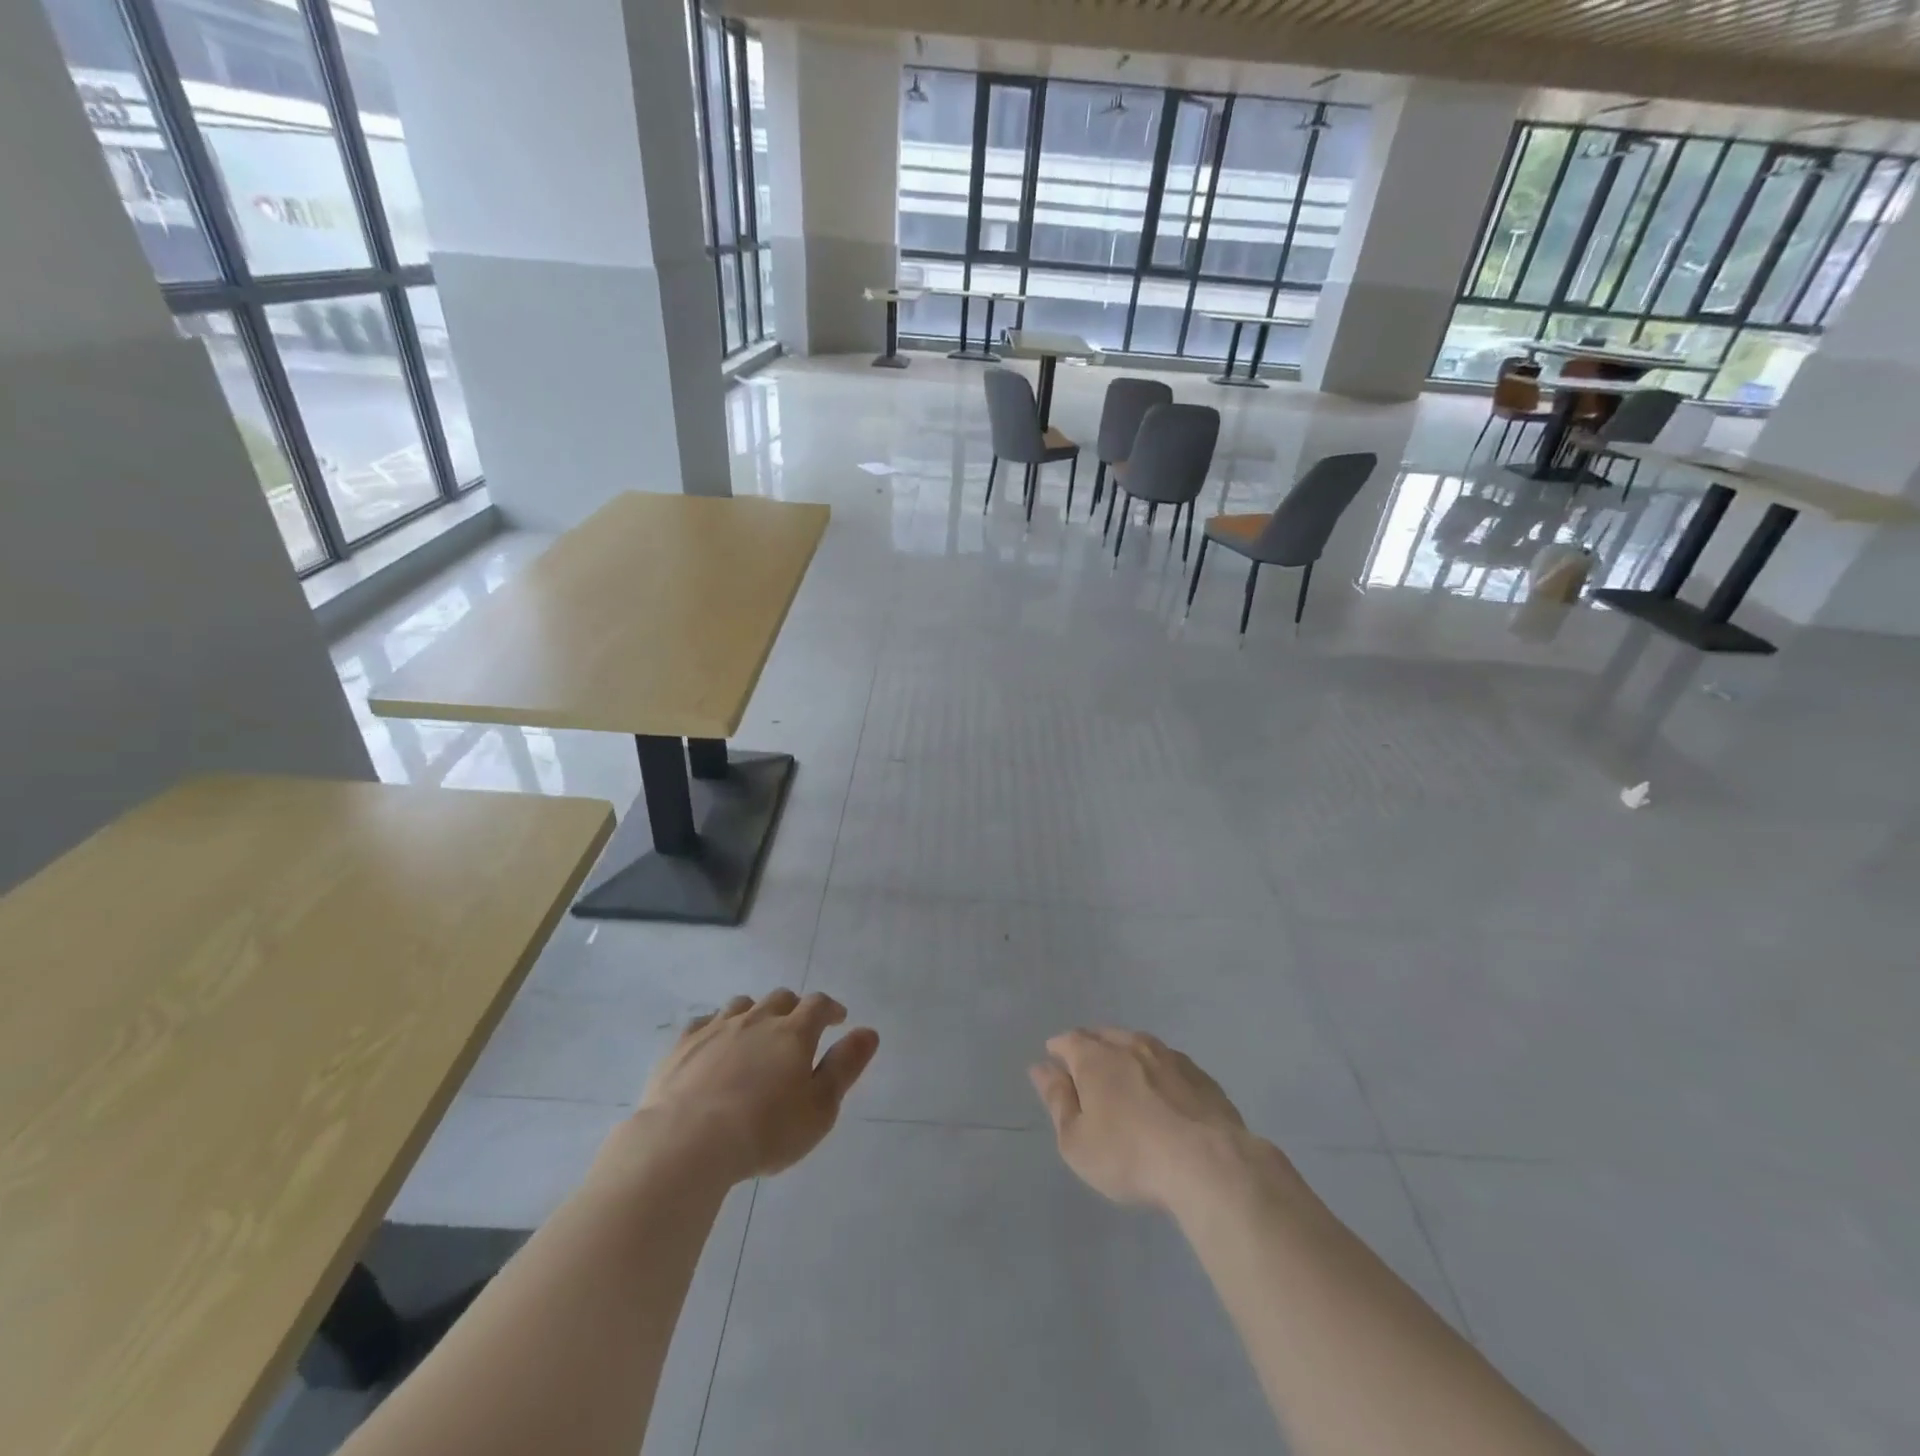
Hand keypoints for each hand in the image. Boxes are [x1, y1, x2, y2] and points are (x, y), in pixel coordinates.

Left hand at [637, 990, 878, 1182]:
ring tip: (757, 1034)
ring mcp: (717, 1028)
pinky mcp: (683, 1045)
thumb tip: (868, 1032)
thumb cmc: (765, 1130)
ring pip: (742, 1006)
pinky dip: (717, 1027)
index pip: (818, 1005)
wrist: (686, 1142)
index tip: (838, 1019)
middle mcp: (757, 1019)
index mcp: (794, 1032)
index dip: (831, 1009)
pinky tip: (715, 1044)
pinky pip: (704, 1022)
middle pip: (780, 999)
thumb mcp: (820, 1108)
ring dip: (756, 1013)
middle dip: (794, 1009)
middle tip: (797, 1030)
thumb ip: (845, 1067)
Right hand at [1030, 1027, 1252, 1209]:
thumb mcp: (1077, 1141)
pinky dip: (1157, 1071)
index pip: (1069, 1040)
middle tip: (1086, 1069)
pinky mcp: (1201, 1075)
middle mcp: (1131, 1045)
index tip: (1054, 1061)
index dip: (1058, 1049)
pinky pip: (1168, 1063)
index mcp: (1096, 1058)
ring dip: (1126, 1055)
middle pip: (1103, 1036)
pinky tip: (1163, 1091)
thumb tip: (1041, 1068)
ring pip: (1138, 1044)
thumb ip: (1057, 1101)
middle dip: (1090, 1046)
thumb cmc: (1130, 1155)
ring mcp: (1169, 1057)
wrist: (1209, 1163)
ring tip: (1124, 1075)